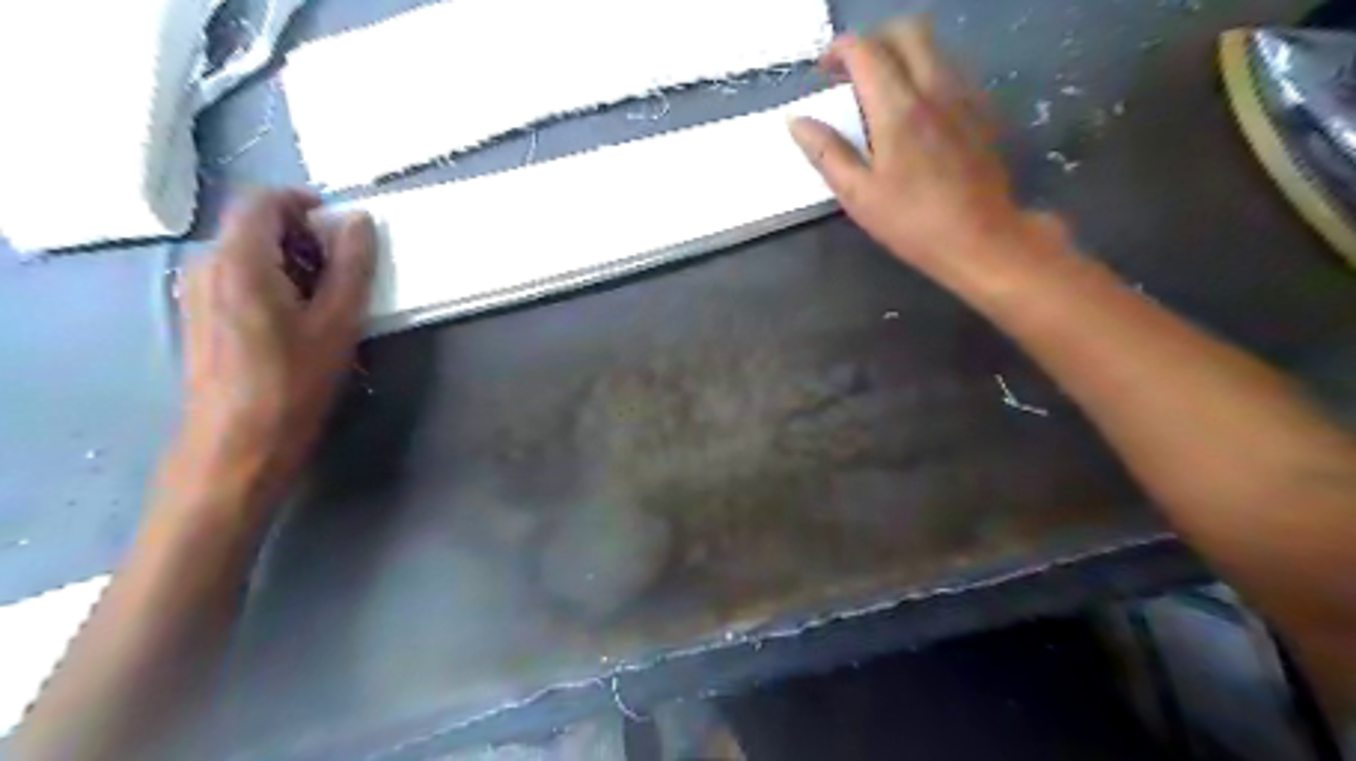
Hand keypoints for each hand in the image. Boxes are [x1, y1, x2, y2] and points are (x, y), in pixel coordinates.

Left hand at [173, 191, 379, 515]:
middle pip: (254, 224)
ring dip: (292, 261)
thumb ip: (350, 266)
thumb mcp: (337, 323)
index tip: (345, 228)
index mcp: (239, 260)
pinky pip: (239, 277)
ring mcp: (197, 291)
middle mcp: (207, 265)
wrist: (237, 445)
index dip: (305, 203)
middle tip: (347, 270)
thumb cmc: (293, 384)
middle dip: (304, 236)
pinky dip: (274, 281)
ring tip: (330, 299)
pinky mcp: (201, 316)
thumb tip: (357, 221)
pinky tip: (301, 319)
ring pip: (248, 252)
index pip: (263, 199)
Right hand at [797, 18, 1039, 269]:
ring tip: (881, 90)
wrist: (981, 238)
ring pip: (934, 46)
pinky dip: (927, 72)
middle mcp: (934, 89)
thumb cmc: (912, 223)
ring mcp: (963, 96)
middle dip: (874, 40)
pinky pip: (952, 69)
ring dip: (901, 53)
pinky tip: (915, 108)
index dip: (839, 51)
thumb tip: (797, 121)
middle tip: (853, 73)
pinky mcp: (981, 110)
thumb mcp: (858, 196)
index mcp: (898, 109)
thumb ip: (827, 153)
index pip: (866, 52)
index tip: (824, 71)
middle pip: (907, 31)